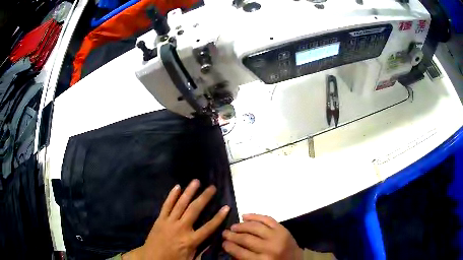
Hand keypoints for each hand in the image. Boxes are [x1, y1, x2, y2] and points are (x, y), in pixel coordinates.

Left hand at [122, 179, 229, 259]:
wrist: (151, 258)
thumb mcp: (191, 259)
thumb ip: (202, 250)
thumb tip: (214, 240)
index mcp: (190, 240)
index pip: (208, 227)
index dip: (219, 217)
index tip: (226, 207)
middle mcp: (181, 228)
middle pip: (194, 210)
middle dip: (204, 197)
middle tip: (212, 187)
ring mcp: (169, 222)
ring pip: (180, 204)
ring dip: (189, 192)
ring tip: (196, 181)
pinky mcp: (160, 219)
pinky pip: (166, 205)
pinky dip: (172, 195)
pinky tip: (177, 186)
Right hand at [222, 214, 302, 259]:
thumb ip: (244, 259)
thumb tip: (230, 248)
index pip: (240, 252)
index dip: (229, 246)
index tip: (223, 243)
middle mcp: (269, 248)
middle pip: (246, 238)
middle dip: (232, 235)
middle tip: (224, 233)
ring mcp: (278, 236)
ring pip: (255, 227)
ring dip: (241, 225)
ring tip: (233, 226)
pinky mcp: (283, 229)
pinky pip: (267, 219)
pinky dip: (255, 216)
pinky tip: (245, 216)